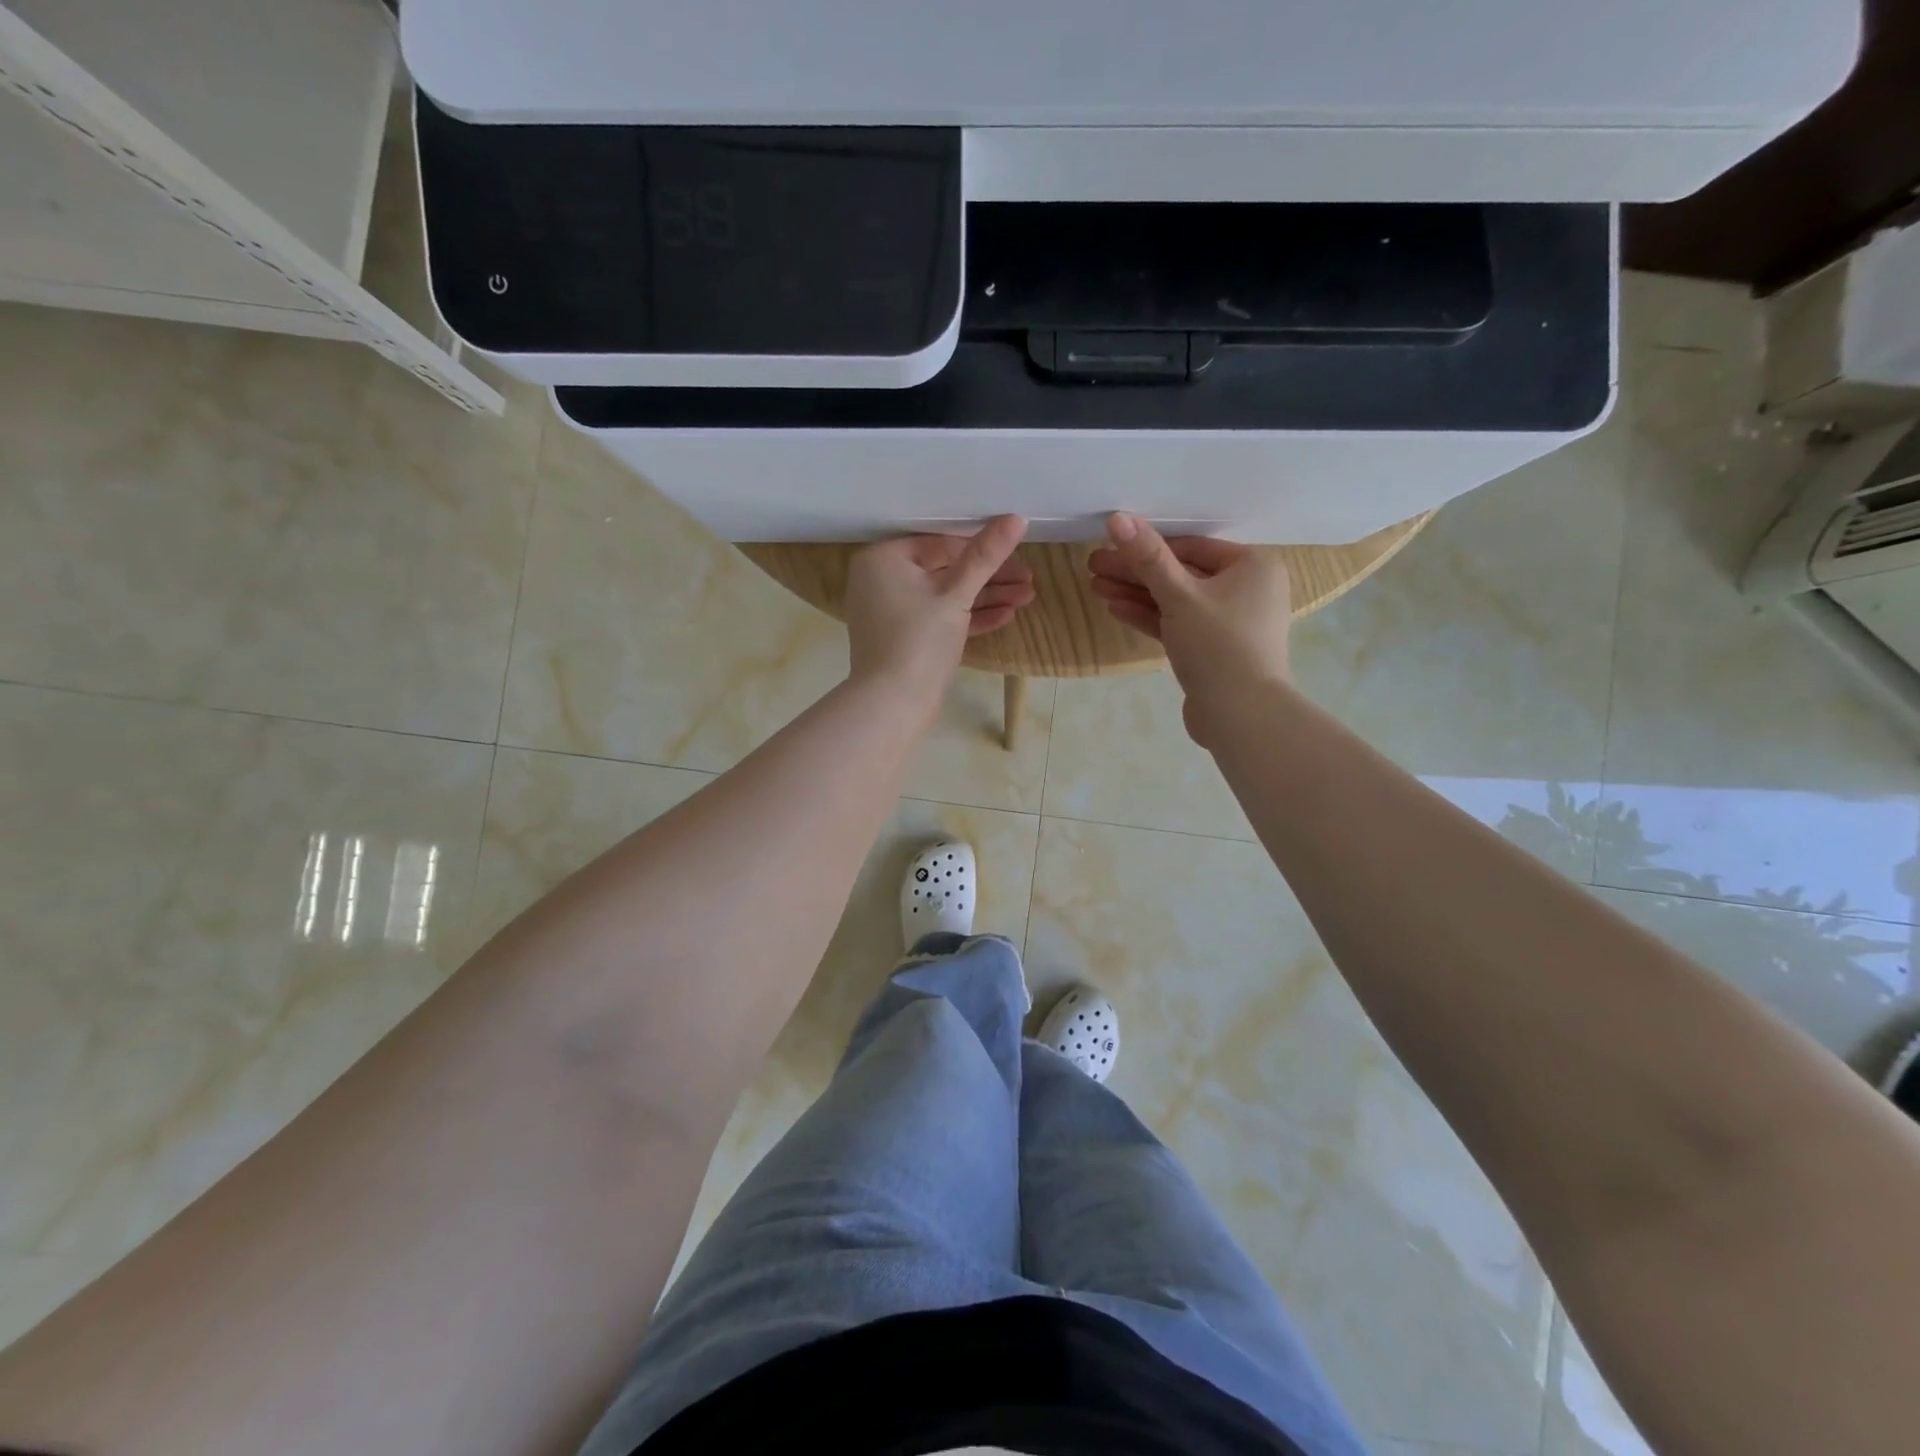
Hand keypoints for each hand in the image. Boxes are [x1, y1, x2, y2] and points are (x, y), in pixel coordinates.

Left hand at [844, 515, 1034, 699]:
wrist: (892, 704)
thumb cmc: (919, 639)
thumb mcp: (956, 594)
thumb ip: (985, 556)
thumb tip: (1015, 518)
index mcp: (883, 559)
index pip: (939, 543)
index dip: (981, 547)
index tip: (1016, 552)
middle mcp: (881, 580)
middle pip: (945, 569)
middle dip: (989, 577)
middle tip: (1028, 579)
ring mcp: (892, 612)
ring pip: (946, 596)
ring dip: (986, 597)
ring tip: (1028, 597)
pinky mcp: (904, 638)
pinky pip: (939, 619)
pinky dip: (968, 618)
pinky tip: (1006, 616)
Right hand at [1086, 512, 1291, 743]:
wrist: (1241, 715)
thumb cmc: (1218, 645)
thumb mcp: (1179, 596)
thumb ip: (1148, 557)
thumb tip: (1118, 517)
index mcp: (1251, 567)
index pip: (1190, 547)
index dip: (1147, 546)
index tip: (1109, 545)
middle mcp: (1245, 590)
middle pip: (1180, 574)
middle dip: (1135, 572)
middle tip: (1093, 566)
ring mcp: (1228, 623)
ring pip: (1175, 601)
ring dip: (1136, 594)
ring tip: (1095, 586)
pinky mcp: (1212, 650)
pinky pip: (1178, 625)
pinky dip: (1150, 617)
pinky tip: (1115, 609)